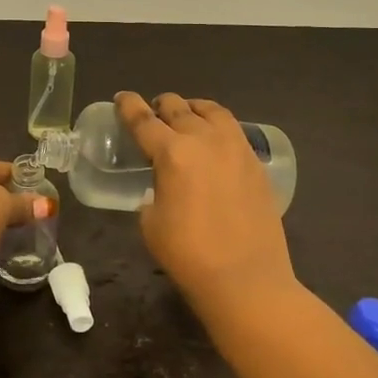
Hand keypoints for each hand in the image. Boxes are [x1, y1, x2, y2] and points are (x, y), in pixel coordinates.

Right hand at [116, 91, 296, 308]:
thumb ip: (152, 193)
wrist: (246, 279)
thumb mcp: (151, 223)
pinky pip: (232, 130)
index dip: (128, 106)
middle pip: (178, 108)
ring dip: (192, 108)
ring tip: (186, 114)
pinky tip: (213, 139)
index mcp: (171, 153)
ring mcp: (235, 148)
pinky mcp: (255, 163)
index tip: (121, 98)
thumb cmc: (188, 255)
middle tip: (152, 111)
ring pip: (211, 111)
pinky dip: (217, 125)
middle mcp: (204, 140)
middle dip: (160, 105)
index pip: (143, 120)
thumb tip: (162, 187)